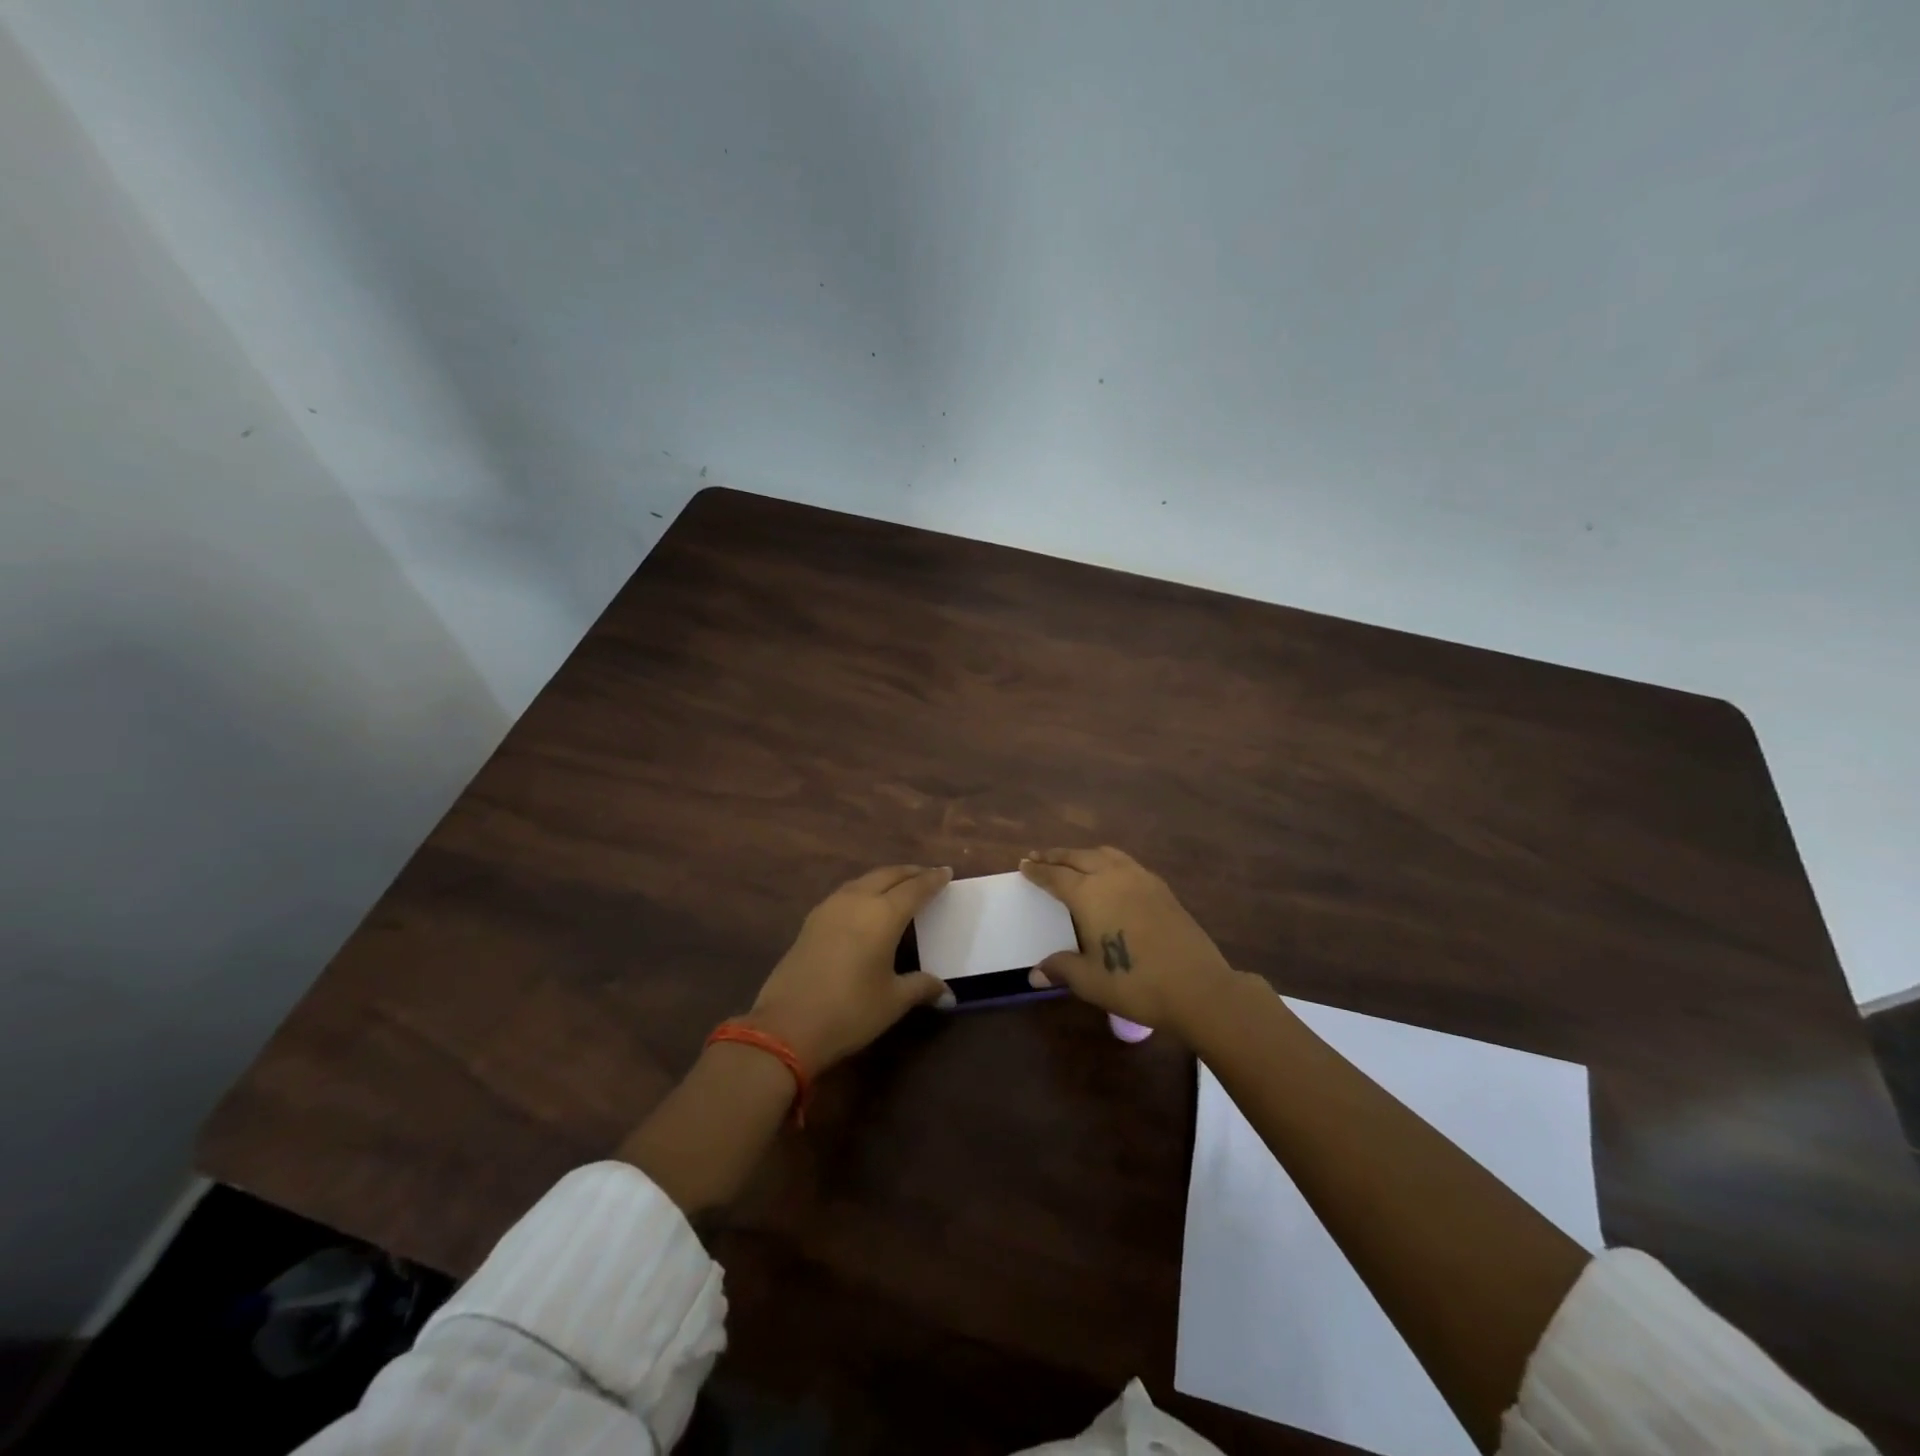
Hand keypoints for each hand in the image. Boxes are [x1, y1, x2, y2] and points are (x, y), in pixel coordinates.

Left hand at [746, 864, 953, 1072]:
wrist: (786, 1026)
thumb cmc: (850, 1011)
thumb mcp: (893, 1001)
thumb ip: (921, 987)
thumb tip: (947, 992)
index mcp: (883, 914)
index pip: (915, 888)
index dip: (932, 880)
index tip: (946, 872)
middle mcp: (857, 901)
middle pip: (888, 875)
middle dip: (910, 872)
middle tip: (927, 874)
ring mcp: (830, 908)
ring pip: (864, 880)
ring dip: (885, 878)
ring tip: (899, 885)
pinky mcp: (811, 921)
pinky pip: (846, 893)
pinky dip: (864, 889)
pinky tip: (866, 904)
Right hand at [1019, 846, 1239, 1035]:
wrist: (1197, 986)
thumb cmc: (1135, 983)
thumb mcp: (1090, 980)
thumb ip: (1061, 968)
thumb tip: (1034, 973)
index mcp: (1089, 894)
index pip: (1055, 876)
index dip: (1038, 871)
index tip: (1024, 864)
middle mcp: (1112, 877)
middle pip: (1078, 857)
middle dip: (1056, 856)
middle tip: (1040, 856)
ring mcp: (1140, 879)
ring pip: (1105, 854)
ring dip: (1083, 854)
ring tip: (1073, 859)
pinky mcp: (1161, 888)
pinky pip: (1126, 862)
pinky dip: (1108, 860)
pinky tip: (1110, 874)